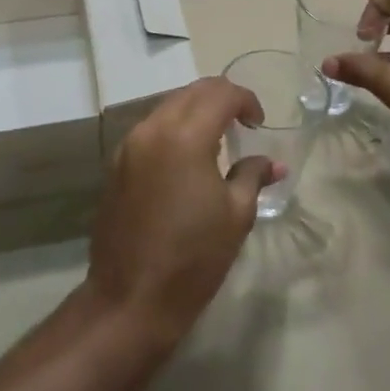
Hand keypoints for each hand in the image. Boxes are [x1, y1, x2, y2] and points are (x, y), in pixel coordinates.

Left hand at [86, 79, 276, 347]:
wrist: (130, 298)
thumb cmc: (193, 258)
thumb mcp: (236, 216)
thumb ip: (253, 177)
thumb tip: (274, 164)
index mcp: (185, 136)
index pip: (219, 93)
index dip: (245, 100)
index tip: (258, 123)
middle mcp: (152, 130)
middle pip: (190, 92)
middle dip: (220, 99)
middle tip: (241, 124)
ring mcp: (128, 146)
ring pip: (167, 107)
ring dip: (194, 112)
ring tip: (216, 141)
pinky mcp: (116, 164)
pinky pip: (149, 130)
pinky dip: (173, 130)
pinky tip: (186, 159)